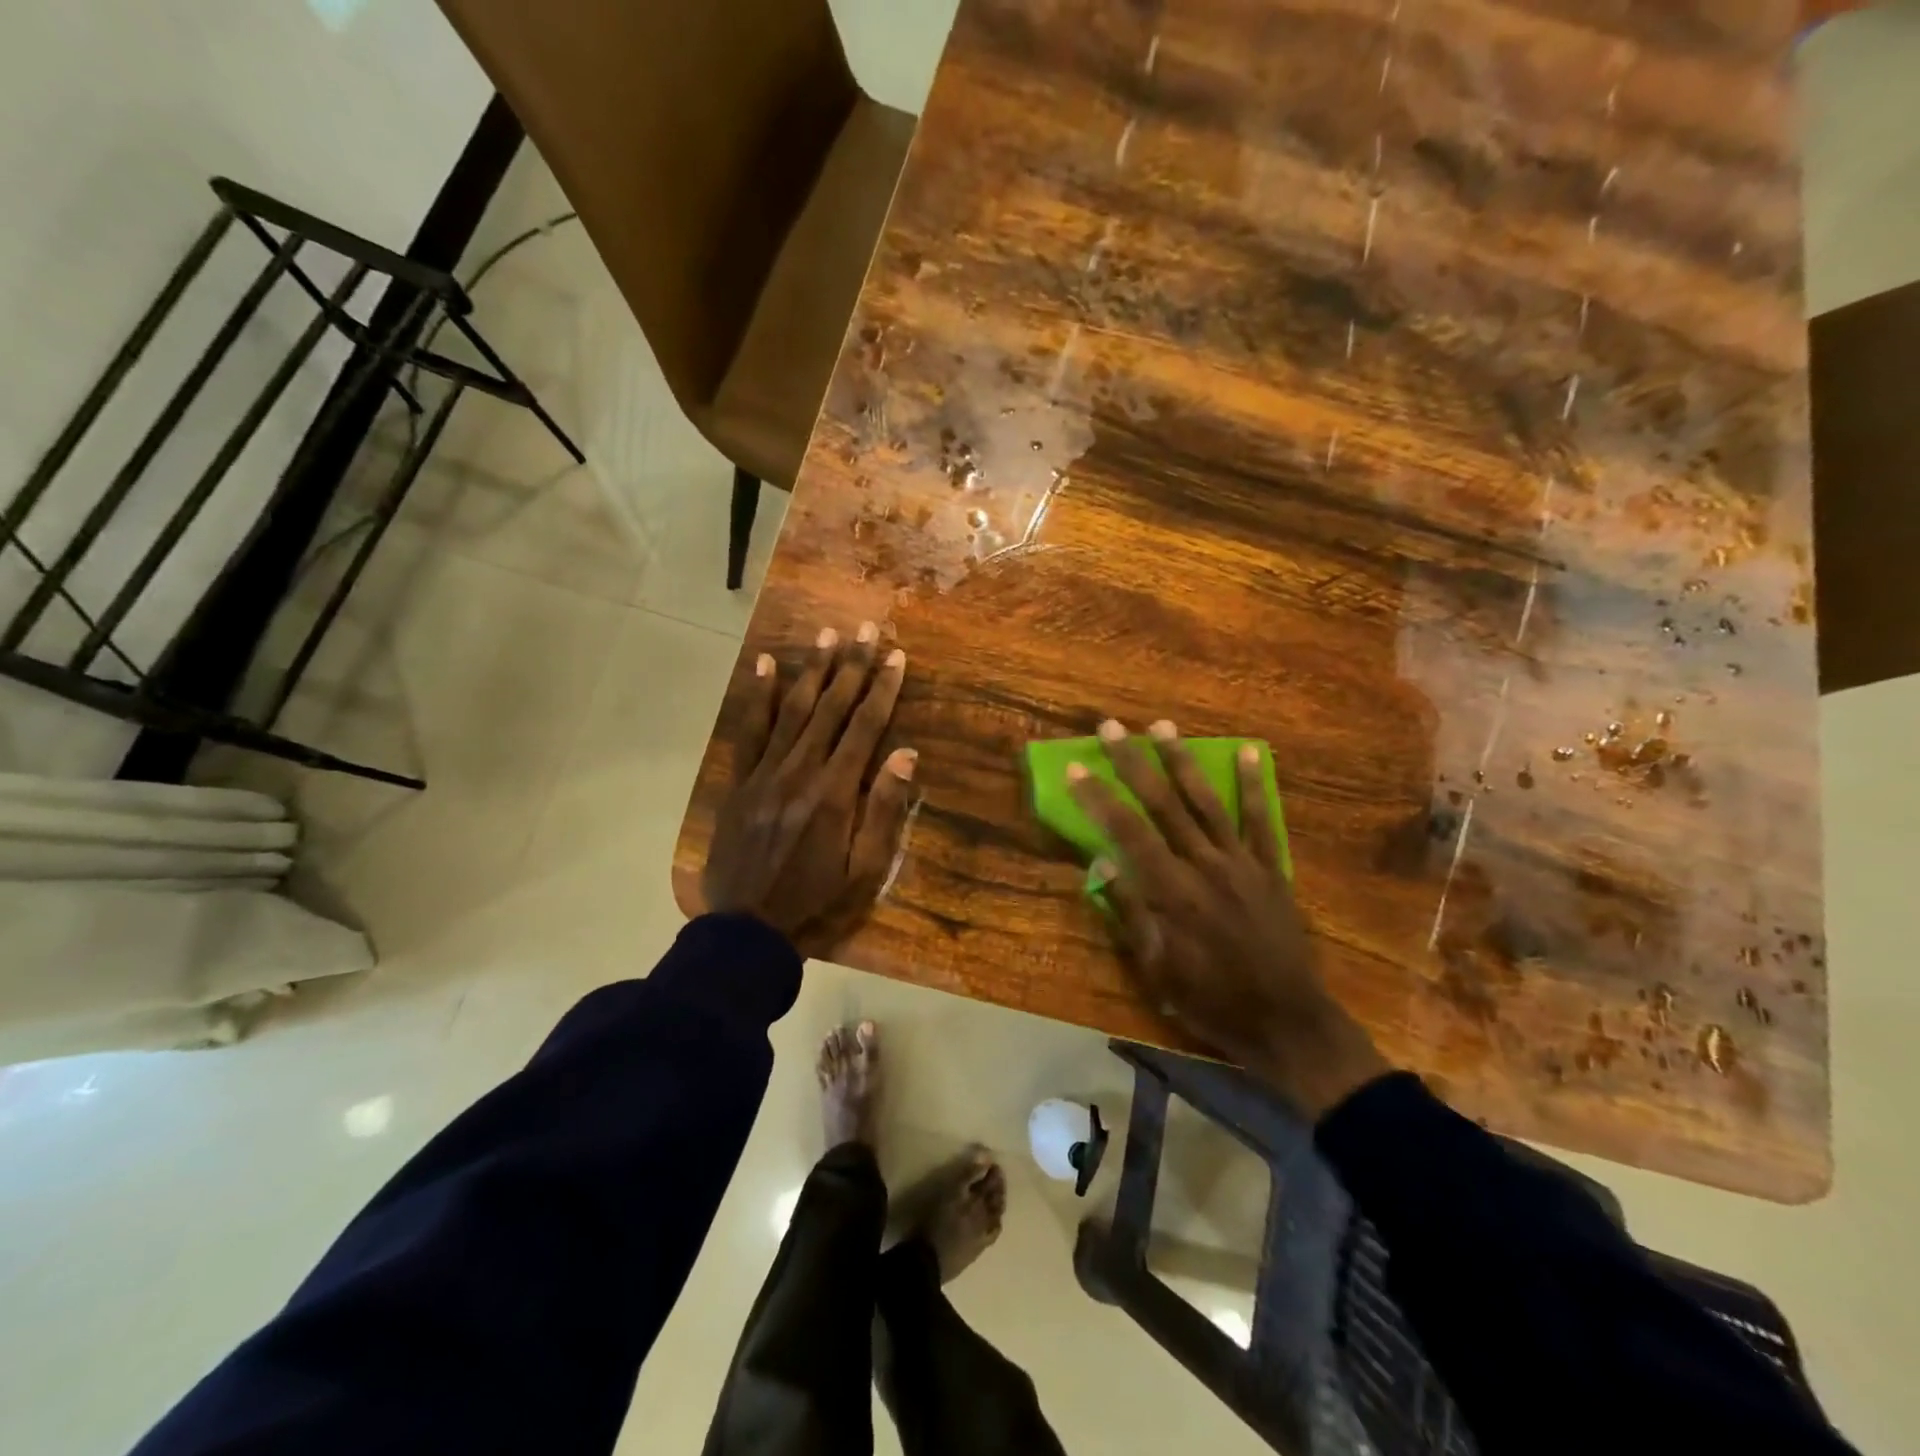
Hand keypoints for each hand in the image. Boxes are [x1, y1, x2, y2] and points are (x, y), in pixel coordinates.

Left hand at [702, 624, 916, 957]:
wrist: (747, 928)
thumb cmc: (816, 901)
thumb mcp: (865, 868)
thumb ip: (884, 809)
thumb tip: (906, 753)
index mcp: (836, 792)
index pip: (866, 727)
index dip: (883, 688)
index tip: (896, 655)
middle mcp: (801, 771)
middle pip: (832, 708)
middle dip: (852, 665)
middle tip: (866, 627)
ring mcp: (765, 772)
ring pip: (793, 710)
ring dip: (812, 670)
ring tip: (827, 634)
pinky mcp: (740, 781)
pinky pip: (750, 730)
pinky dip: (758, 697)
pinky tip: (764, 665)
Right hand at [1068, 718, 1389, 1117]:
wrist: (1288, 1021)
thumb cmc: (1212, 1001)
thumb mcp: (1158, 971)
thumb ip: (1131, 914)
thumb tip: (1101, 865)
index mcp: (1172, 892)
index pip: (1127, 832)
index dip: (1099, 798)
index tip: (1077, 767)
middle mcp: (1204, 865)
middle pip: (1163, 804)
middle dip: (1134, 762)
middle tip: (1111, 727)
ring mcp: (1241, 862)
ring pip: (1206, 801)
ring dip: (1182, 760)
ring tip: (1163, 725)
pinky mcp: (1270, 868)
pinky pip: (1260, 819)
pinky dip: (1253, 784)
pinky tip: (1247, 752)